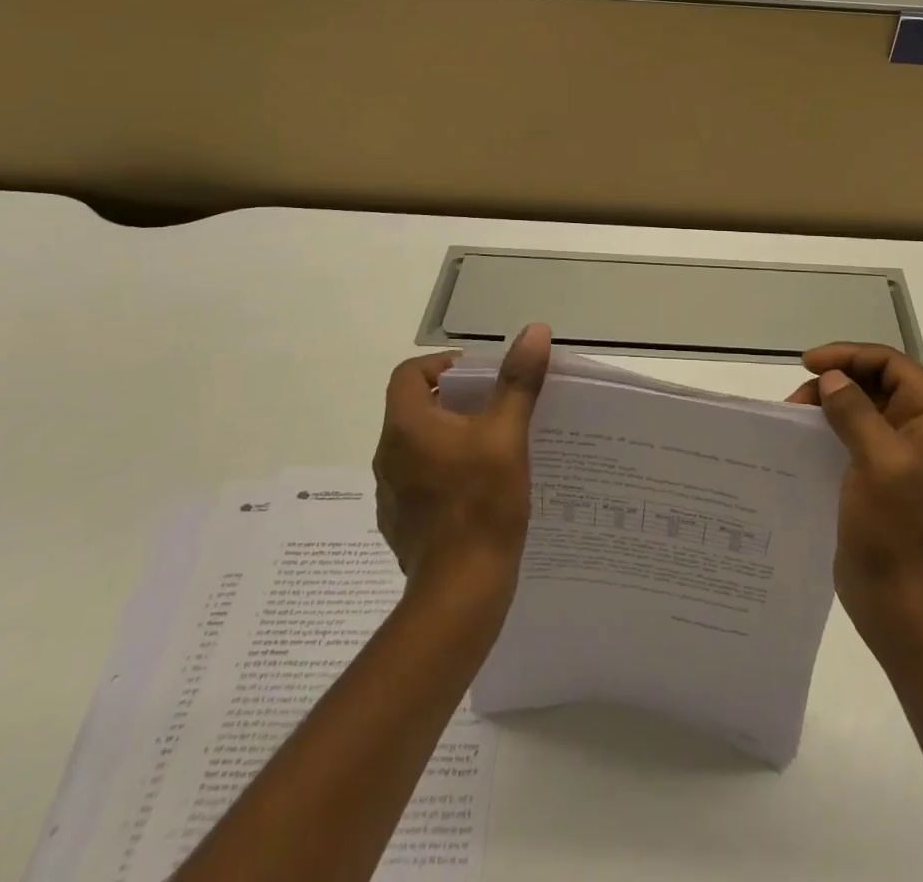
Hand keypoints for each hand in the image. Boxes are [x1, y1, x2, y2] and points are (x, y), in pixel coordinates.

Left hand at [373, 324, 551, 603]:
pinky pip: (420, 479)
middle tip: (496, 405)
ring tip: (493, 444)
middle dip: (455, 400)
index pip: (409, 373)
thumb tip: (534, 331)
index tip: (479, 376)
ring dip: (451, 436)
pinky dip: (445, 470)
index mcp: (406, 426)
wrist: (460, 591)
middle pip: (415, 408)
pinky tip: (479, 488)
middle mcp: (388, 455)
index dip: (442, 364)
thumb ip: (518, 381)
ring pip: (419, 445)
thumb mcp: (507, 434)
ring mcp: (390, 493)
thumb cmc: (482, 503)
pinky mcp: (401, 523)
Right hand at [788, 343, 922, 629]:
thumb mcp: (878, 461)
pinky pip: (856, 432)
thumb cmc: (896, 527)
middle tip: (797, 399)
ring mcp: (905, 450)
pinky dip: (830, 426)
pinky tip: (805, 435)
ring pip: (863, 404)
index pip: (892, 364)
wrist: (902, 599)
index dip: (849, 356)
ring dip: (829, 403)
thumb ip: (855, 411)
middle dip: (836, 381)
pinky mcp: (884, 471)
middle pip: (877, 381)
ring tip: (796, 416)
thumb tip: (832, 380)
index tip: (808, 364)